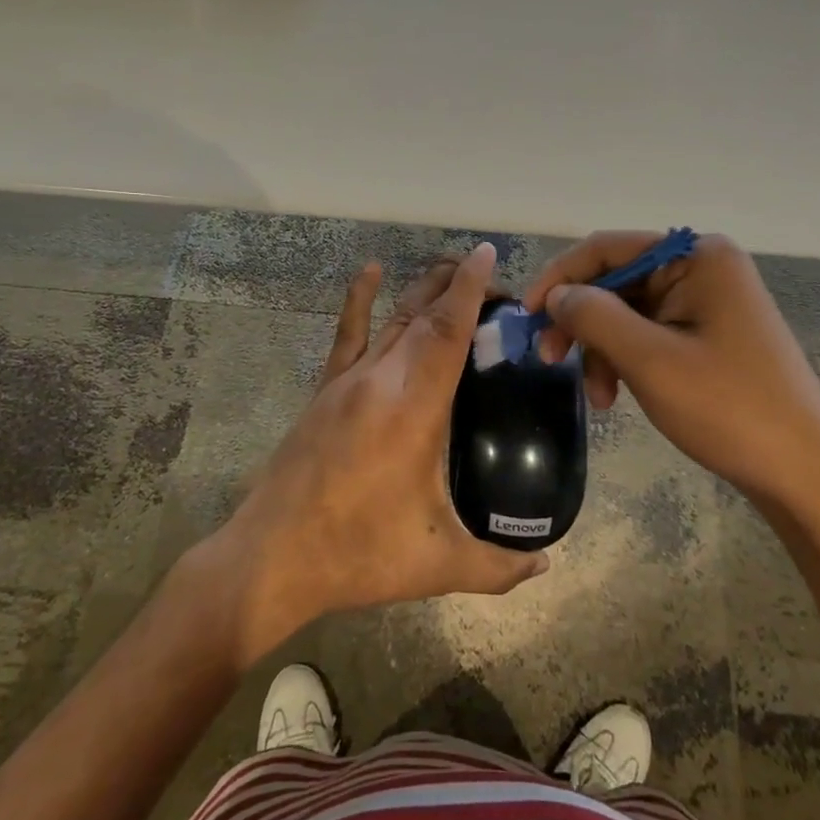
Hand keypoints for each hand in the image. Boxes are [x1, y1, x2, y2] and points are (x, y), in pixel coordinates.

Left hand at [208, 242, 547, 664]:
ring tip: (451, 270)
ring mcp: (349, 381)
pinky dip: (359, 298)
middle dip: (459, 287)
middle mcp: (382, 379)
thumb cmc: (359, 554)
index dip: (470, 287)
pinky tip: (370, 270)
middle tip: (496, 288)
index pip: (447, 330)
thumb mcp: (437, 564)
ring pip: (393, 318)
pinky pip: (347, 334)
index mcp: (414, 407)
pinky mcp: (325, 390)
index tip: (487, 254)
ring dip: (424, 290)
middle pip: (425, 314)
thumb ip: (499, 566)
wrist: (272, 558)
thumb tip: (546, 565)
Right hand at [524, 231, 819, 507]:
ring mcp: (709, 302)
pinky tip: (617, 395)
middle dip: (581, 322)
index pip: (608, 248)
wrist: (804, 475)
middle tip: (550, 359)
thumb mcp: (650, 360)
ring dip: (602, 349)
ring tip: (597, 398)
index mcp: (696, 257)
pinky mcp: (710, 334)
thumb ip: (594, 316)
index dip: (560, 278)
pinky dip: (626, 360)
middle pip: (617, 280)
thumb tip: (557, 295)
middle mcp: (703, 267)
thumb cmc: (729, 408)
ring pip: (628, 312)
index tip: (527, 316)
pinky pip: (651, 333)